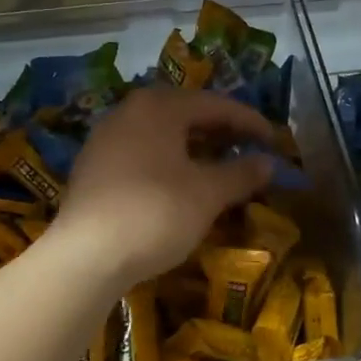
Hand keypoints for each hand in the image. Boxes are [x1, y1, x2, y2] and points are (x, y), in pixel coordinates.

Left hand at [56, 88, 274, 284]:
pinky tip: (179, 183)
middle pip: (184, 113)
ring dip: (193, 146)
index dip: (249, 121)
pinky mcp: (92, 167)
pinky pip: (141, 152)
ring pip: (161, 133)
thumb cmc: (155, 213)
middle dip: (219, 131)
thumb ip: (240, 173)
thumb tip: (268, 163)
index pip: (215, 104)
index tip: (274, 140)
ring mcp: (105, 138)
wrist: (86, 256)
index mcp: (158, 107)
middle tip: (248, 149)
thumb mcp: (207, 194)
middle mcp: (128, 112)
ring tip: (218, 166)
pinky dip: (168, 161)